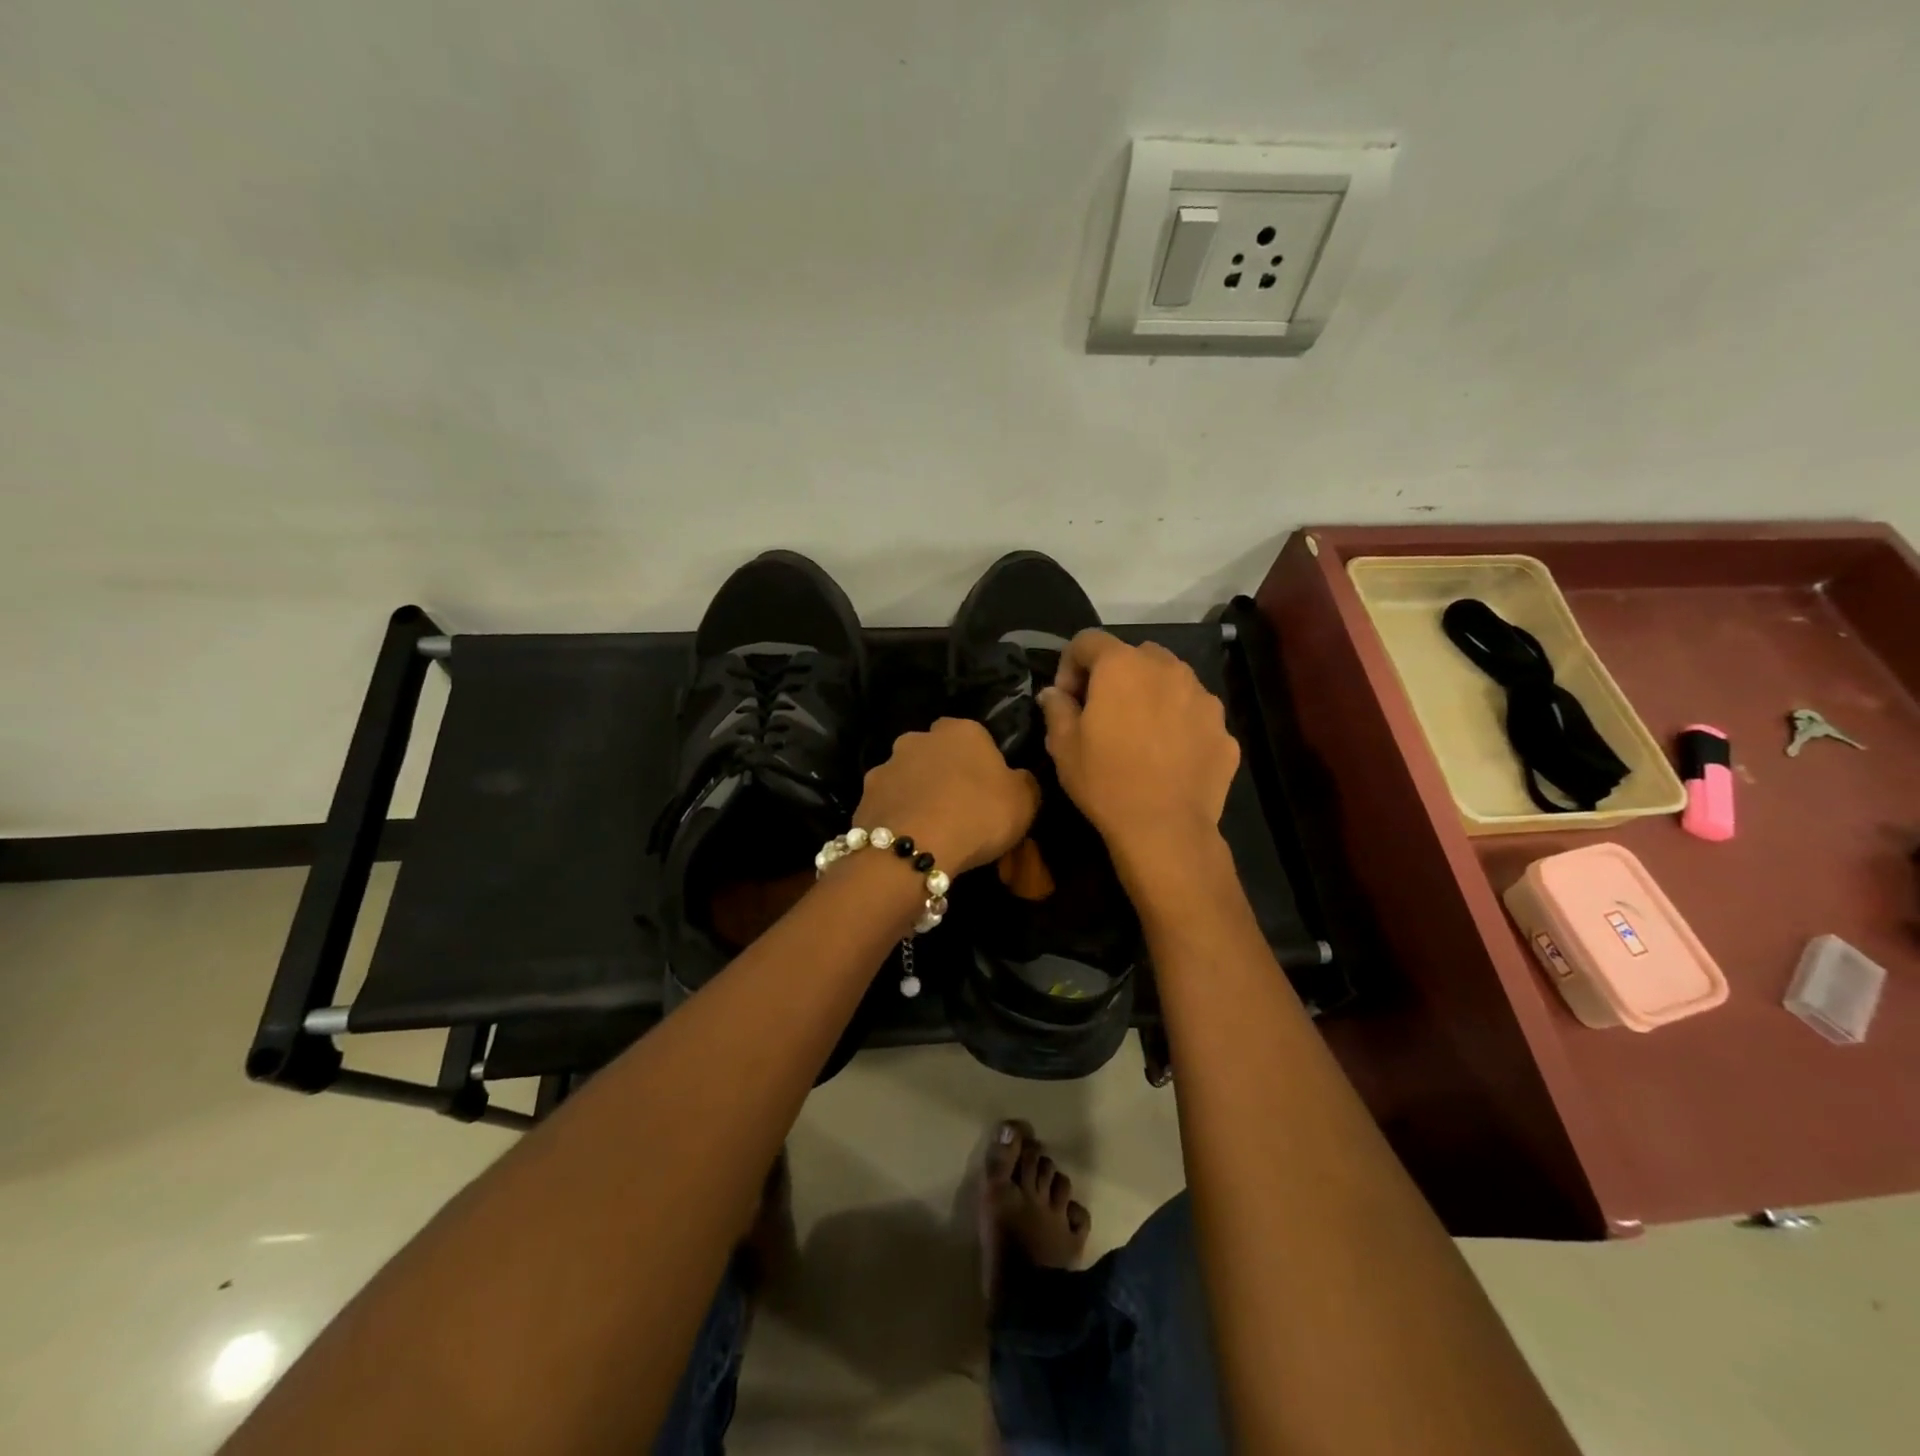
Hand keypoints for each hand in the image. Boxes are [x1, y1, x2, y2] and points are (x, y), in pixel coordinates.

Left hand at [854, 717, 1040, 873]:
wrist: (913, 849)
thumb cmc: (977, 816)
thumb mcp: (1024, 801)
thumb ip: (1024, 782)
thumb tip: (1017, 778)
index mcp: (961, 730)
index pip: (974, 736)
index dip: (981, 762)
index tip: (988, 790)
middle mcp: (918, 738)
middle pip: (935, 753)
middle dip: (943, 773)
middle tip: (958, 808)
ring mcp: (886, 765)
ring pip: (908, 777)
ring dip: (917, 794)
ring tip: (930, 829)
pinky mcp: (864, 795)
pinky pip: (888, 804)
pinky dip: (897, 817)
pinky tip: (908, 840)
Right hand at [1041, 630, 1239, 871]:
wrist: (1165, 829)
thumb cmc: (1106, 781)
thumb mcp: (1063, 746)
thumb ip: (1056, 708)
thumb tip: (1053, 693)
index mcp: (1122, 666)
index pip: (1087, 640)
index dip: (1069, 664)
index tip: (1066, 699)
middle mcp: (1168, 669)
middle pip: (1135, 654)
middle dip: (1115, 675)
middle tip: (1103, 712)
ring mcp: (1203, 698)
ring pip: (1171, 681)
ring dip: (1151, 695)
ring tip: (1140, 735)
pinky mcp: (1223, 729)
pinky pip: (1194, 714)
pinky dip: (1179, 724)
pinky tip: (1168, 758)